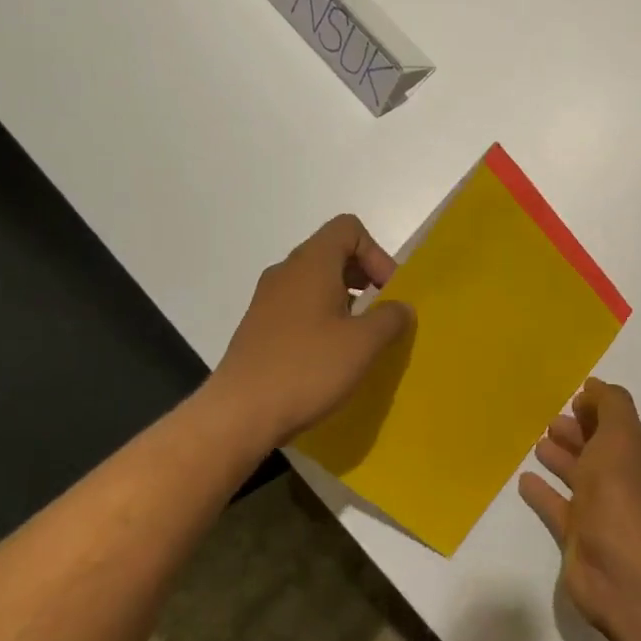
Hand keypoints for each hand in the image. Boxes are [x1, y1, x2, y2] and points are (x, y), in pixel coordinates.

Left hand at [207, 215, 413, 449]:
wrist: (240, 412)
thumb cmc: (307, 368)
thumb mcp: (363, 344)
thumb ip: (390, 318)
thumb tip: (400, 307)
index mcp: (311, 263)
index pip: (348, 228)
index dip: (376, 254)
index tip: (388, 292)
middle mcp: (286, 272)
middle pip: (332, 253)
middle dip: (364, 278)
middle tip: (380, 316)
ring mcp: (267, 299)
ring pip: (315, 282)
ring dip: (344, 301)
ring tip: (358, 339)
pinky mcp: (259, 326)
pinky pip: (298, 306)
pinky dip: (321, 318)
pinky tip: (329, 356)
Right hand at [518, 379, 640, 635]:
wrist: (620, 565)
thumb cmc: (621, 489)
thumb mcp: (620, 432)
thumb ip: (610, 404)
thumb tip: (594, 387)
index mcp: (638, 455)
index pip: (619, 426)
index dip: (599, 411)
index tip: (574, 398)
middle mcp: (623, 481)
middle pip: (598, 450)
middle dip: (577, 433)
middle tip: (551, 420)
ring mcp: (601, 511)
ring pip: (578, 477)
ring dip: (561, 459)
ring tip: (537, 443)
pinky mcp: (578, 536)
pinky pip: (557, 507)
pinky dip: (543, 493)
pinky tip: (524, 479)